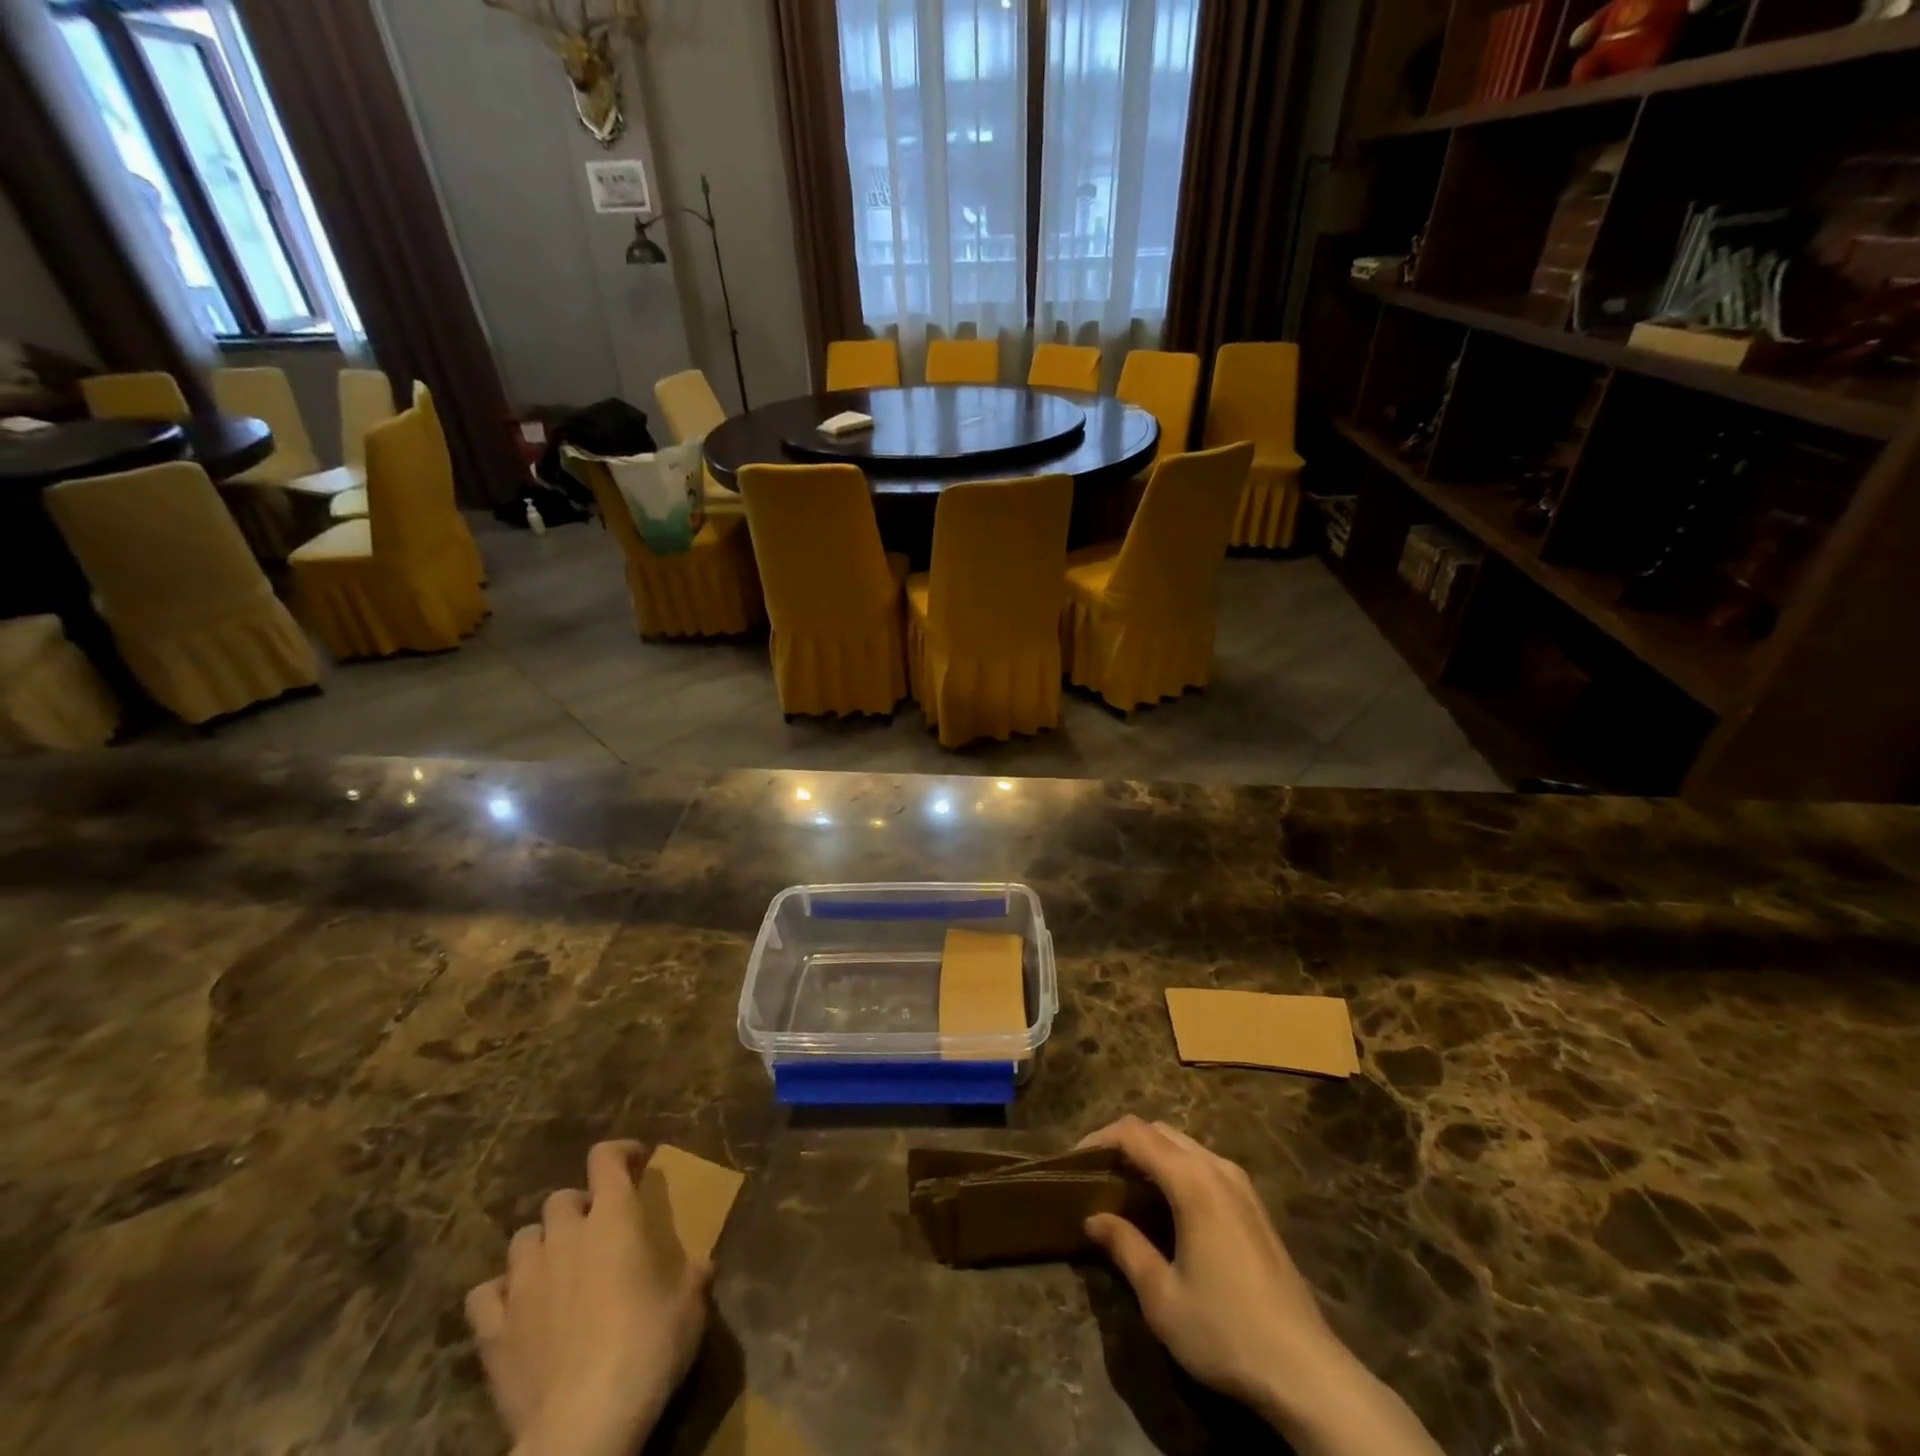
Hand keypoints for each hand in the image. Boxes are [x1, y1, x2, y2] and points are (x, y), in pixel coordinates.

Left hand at [466, 1141, 711, 1455]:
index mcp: (613, 1218)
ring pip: (523, 1238)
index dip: (620, 1153)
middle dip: (579, 1207)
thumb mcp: (690, 1304)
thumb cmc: (647, 1348)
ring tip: (558, 1268)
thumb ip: (694, 1273)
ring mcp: (524, 1282)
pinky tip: (516, 1309)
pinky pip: (485, 1294)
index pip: (605, 1159)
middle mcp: (565, 1236)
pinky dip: (500, 1293)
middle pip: (560, 1199)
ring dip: (542, 1245)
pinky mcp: (493, 1330)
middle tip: (599, 1231)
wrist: (583, 1426)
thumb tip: (703, 1265)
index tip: (637, 1162)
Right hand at [1079, 1117, 1338, 1420]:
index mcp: (1192, 1180)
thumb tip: (1094, 1218)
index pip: (1135, 1133)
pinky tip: (1165, 1206)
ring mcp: (1240, 1184)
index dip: (1099, 1139)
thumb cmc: (1226, 1331)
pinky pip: (1204, 1165)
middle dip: (1123, 1143)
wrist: (1307, 1372)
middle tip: (1095, 1174)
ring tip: (1124, 1187)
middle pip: (1160, 1131)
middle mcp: (1217, 1168)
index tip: (1073, 1161)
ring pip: (1184, 1145)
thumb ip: (1125, 1247)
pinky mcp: (1254, 1205)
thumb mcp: (1162, 1297)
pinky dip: (1175, 1169)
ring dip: (1151, 1155)